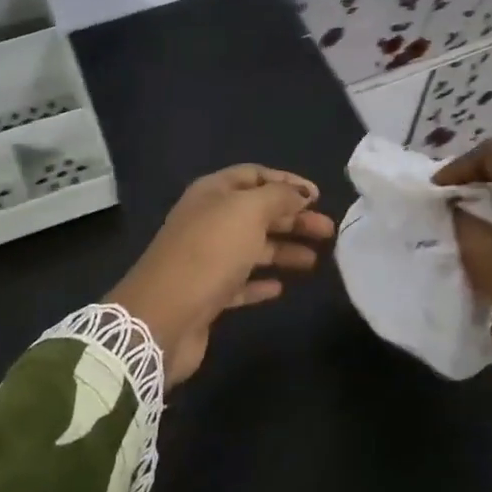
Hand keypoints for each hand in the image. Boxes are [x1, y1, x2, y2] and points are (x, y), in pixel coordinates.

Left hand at [108, 165, 336, 387]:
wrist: (163, 315)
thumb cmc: (209, 253)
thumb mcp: (248, 211)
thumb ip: (278, 197)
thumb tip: (300, 194)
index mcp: (212, 193)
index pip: (253, 175)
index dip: (286, 182)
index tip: (318, 196)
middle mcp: (207, 221)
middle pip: (257, 213)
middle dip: (293, 219)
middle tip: (328, 231)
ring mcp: (206, 259)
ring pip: (252, 248)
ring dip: (283, 251)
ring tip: (314, 261)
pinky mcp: (207, 294)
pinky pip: (240, 282)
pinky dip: (261, 282)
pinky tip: (280, 288)